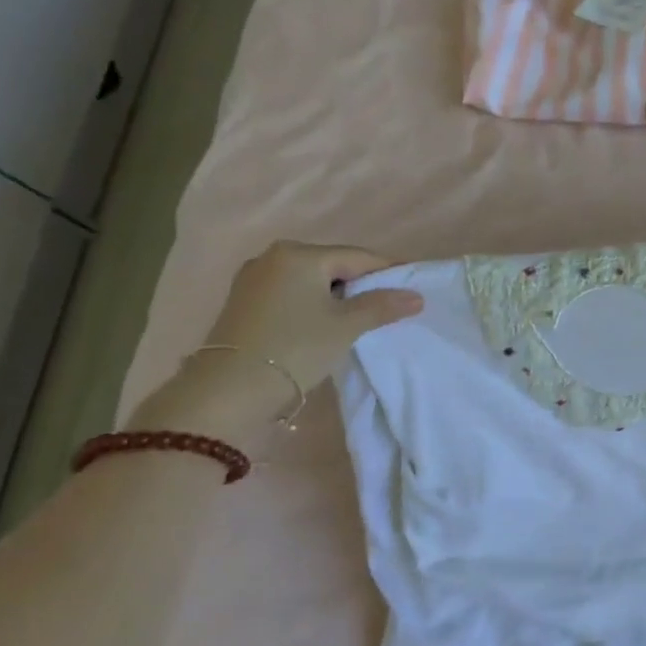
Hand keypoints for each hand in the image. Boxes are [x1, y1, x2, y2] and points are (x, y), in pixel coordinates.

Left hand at [128, 242, 422, 445]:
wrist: (228, 390)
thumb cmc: (295, 347)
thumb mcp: (347, 326)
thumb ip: (382, 306)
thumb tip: (416, 296)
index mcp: (300, 254)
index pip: (358, 257)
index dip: (388, 271)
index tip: (412, 286)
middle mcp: (273, 257)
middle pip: (332, 266)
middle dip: (361, 284)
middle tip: (389, 304)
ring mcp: (253, 279)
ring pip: (311, 281)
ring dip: (336, 296)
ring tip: (360, 318)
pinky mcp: (243, 302)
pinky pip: (291, 294)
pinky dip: (312, 304)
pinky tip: (324, 323)